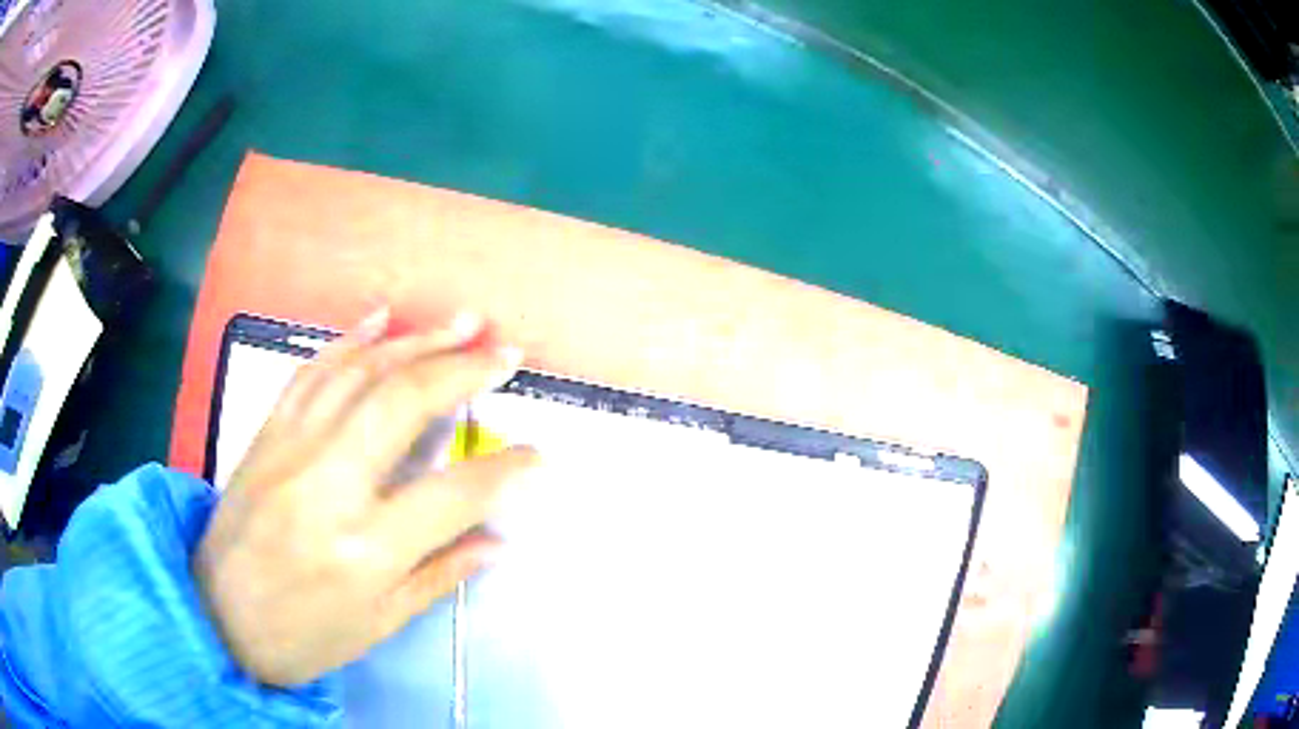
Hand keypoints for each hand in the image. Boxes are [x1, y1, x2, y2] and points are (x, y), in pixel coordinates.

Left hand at [195, 310, 538, 686]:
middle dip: (462, 370)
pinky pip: (311, 373)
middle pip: (402, 404)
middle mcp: (328, 486)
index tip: (537, 457)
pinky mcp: (267, 433)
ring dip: (416, 341)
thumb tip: (498, 541)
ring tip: (462, 322)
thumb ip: (440, 576)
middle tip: (504, 354)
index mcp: (365, 549)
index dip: (505, 472)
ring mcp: (291, 449)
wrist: (215, 614)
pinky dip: (349, 340)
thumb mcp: (378, 624)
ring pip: (359, 374)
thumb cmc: (303, 635)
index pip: (453, 495)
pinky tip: (381, 319)